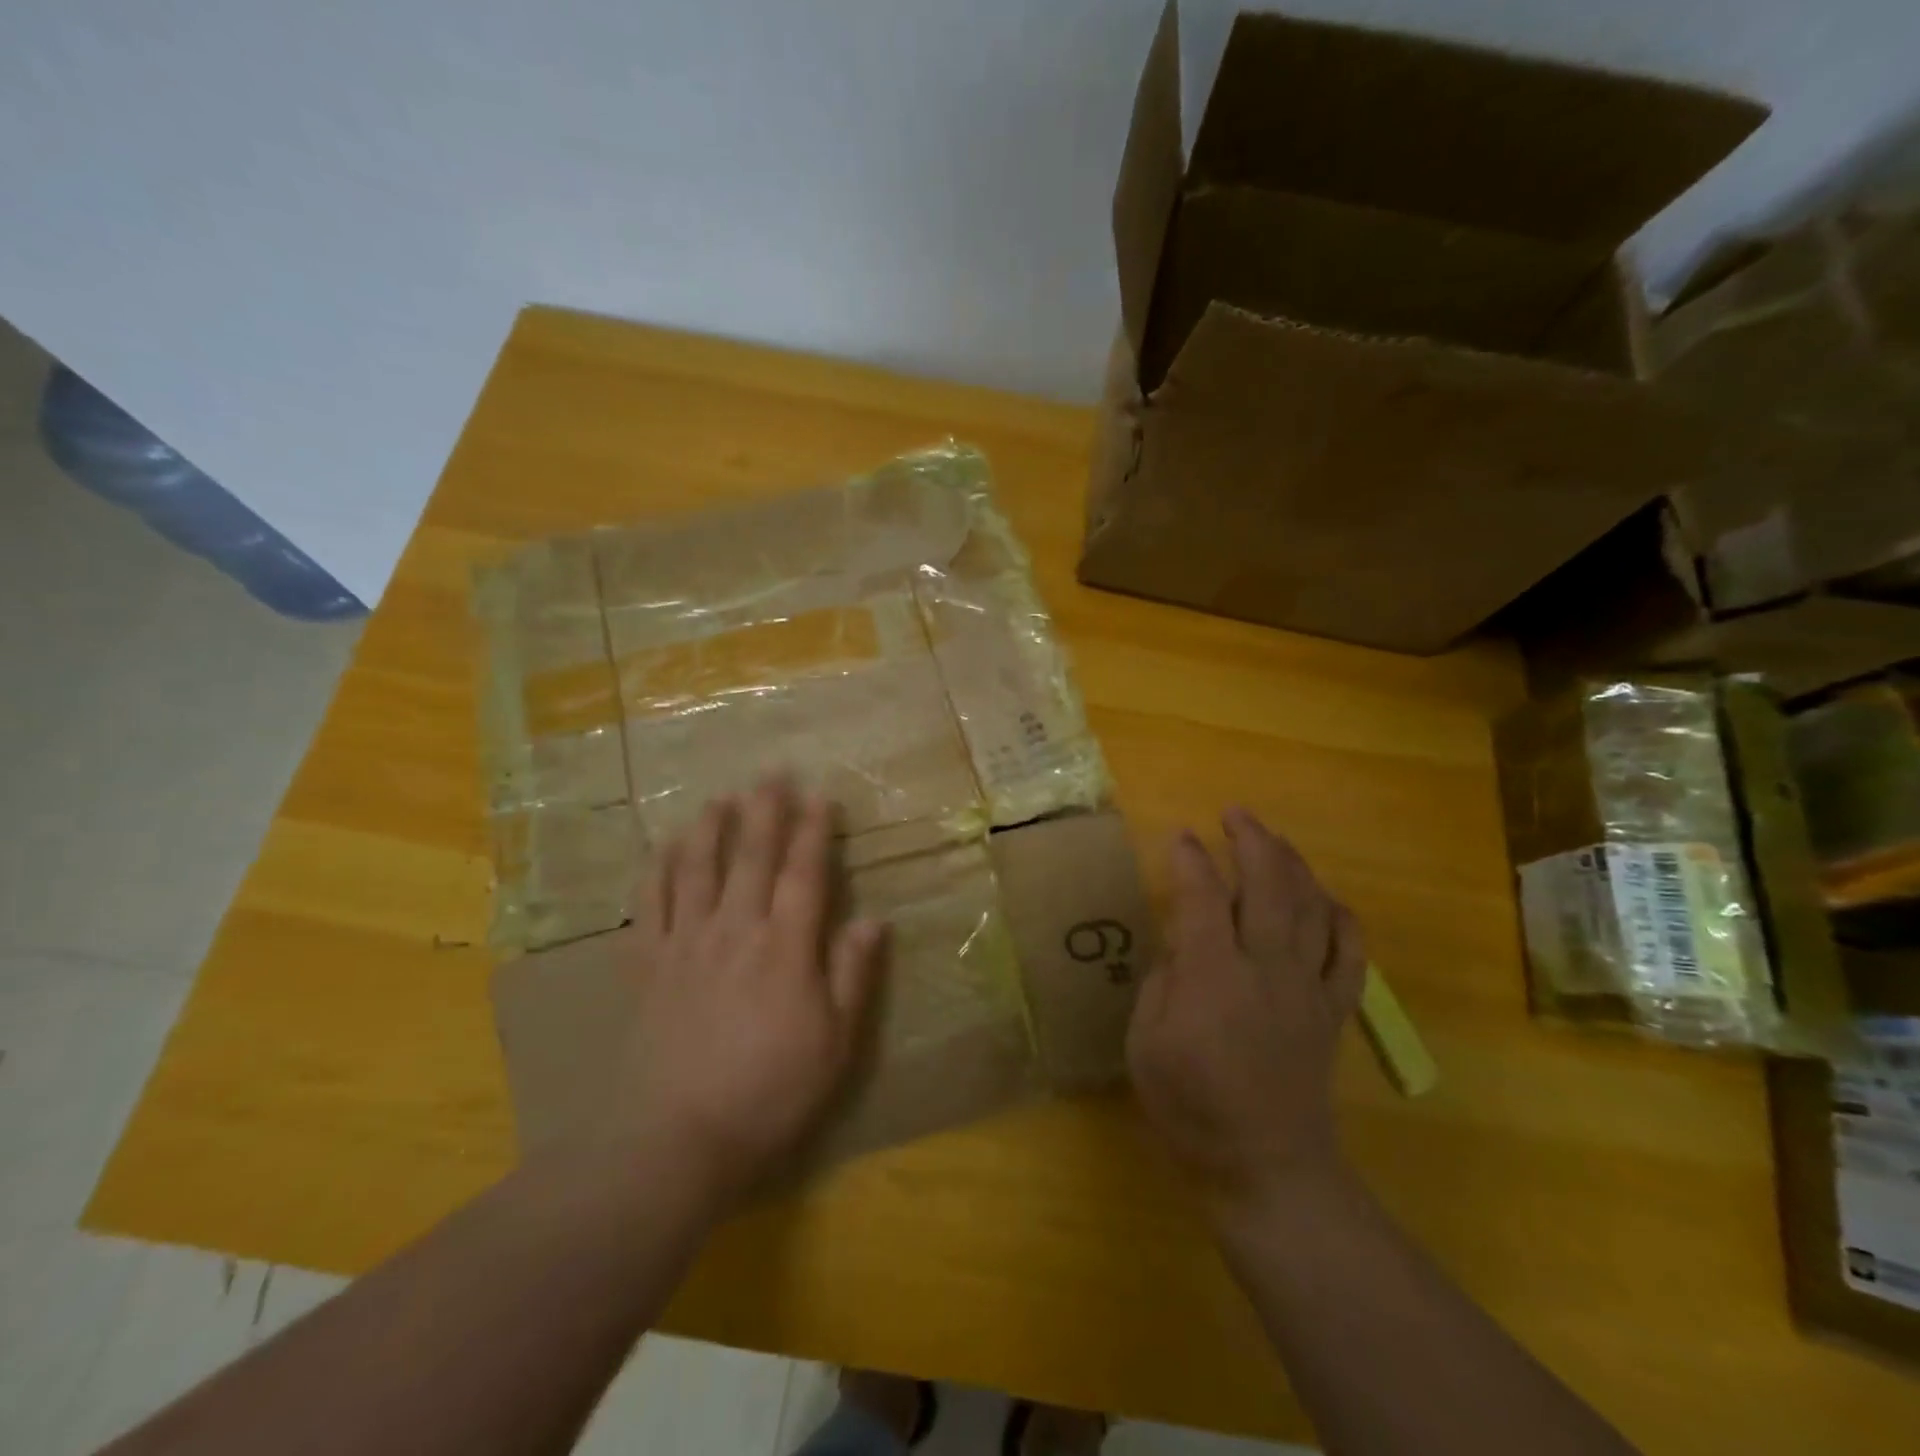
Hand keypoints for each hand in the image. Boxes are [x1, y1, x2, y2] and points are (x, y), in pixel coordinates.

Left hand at [613, 779, 885, 1206]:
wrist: (676, 1138)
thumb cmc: (769, 1091)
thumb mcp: (834, 1043)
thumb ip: (852, 976)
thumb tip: (874, 919)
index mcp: (785, 947)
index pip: (804, 874)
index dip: (814, 832)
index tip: (819, 796)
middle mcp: (735, 930)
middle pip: (751, 857)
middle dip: (765, 811)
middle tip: (771, 773)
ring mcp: (686, 943)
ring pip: (698, 869)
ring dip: (711, 828)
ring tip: (720, 797)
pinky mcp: (648, 965)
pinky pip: (651, 904)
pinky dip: (658, 870)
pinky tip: (665, 848)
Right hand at [1127, 807, 1364, 1213]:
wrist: (1265, 1169)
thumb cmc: (1191, 1108)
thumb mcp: (1145, 1044)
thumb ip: (1161, 982)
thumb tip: (1180, 944)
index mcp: (1213, 976)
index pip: (1203, 897)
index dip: (1191, 860)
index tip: (1181, 836)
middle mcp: (1267, 968)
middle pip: (1268, 886)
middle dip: (1253, 841)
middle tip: (1235, 813)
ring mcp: (1308, 988)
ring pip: (1311, 908)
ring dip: (1293, 865)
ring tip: (1274, 840)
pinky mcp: (1333, 1011)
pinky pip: (1350, 953)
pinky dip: (1341, 918)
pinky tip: (1326, 899)